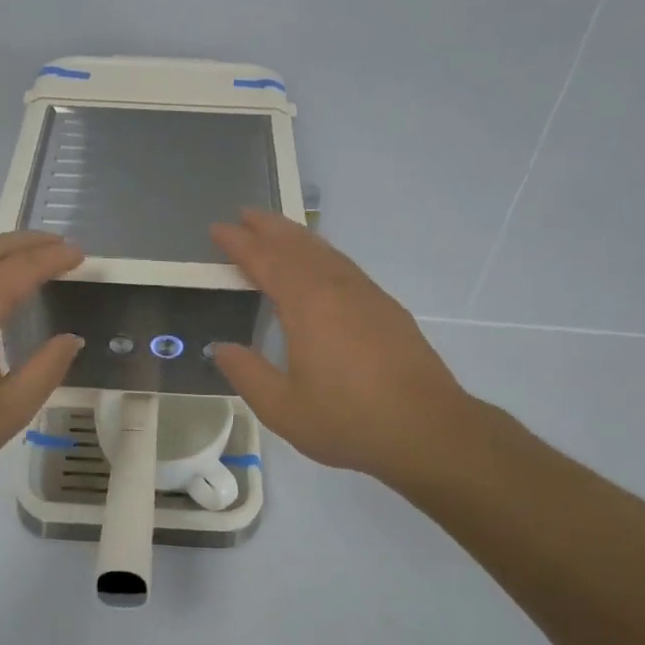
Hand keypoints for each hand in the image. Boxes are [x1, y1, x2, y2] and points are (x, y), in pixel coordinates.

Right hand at [210, 210, 496, 488]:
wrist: (427, 431)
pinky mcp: (387, 309)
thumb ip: (247, 373)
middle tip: (244, 213)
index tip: (218, 229)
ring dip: (297, 237)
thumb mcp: (282, 408)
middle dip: (269, 228)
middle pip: (298, 246)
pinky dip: (322, 254)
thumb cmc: (348, 421)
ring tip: (277, 231)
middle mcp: (338, 288)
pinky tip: (321, 266)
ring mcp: (367, 295)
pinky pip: (345, 266)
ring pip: (326, 252)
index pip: (266, 262)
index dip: (240, 244)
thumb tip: (221, 348)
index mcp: (308, 305)